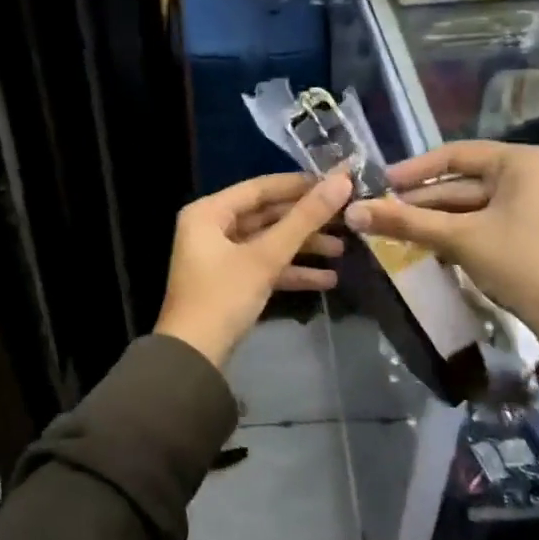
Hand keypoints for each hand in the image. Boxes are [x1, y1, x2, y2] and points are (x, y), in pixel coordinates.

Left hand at [154, 170, 353, 366]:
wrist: (193, 358)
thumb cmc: (223, 297)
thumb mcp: (265, 257)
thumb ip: (304, 219)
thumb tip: (341, 181)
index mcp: (209, 213)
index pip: (260, 188)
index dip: (299, 184)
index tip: (336, 182)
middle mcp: (211, 228)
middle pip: (266, 215)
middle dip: (305, 220)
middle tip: (345, 216)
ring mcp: (220, 257)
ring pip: (268, 242)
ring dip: (303, 247)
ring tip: (344, 249)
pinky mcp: (230, 282)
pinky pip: (264, 266)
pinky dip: (291, 271)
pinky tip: (327, 279)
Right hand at [343, 141, 538, 355]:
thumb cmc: (521, 264)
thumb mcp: (460, 239)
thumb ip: (406, 222)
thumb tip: (352, 211)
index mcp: (518, 162)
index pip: (454, 154)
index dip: (413, 170)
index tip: (379, 183)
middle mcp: (526, 174)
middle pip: (460, 182)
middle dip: (419, 200)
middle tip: (377, 211)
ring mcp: (528, 204)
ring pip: (468, 205)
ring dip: (432, 218)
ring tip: (391, 228)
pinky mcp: (526, 231)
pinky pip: (480, 222)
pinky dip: (452, 231)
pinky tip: (422, 242)